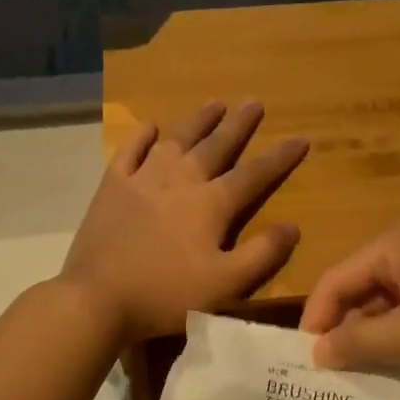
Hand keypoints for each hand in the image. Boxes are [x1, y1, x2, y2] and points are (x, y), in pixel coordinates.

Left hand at [62, 101, 307, 342]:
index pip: (254, 174)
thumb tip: (292, 226)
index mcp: (211, 204)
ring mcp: (143, 179)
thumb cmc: (166, 294)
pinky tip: (150, 128)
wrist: (98, 297)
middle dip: (239, 125)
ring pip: (177, 140)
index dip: (280, 157)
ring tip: (215, 103)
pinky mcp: (112, 186)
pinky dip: (141, 137)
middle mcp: (181, 180)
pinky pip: (130, 151)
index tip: (301, 138)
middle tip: (254, 102)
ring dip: (198, 120)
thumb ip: (262, 254)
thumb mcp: (226, 284)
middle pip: (216, 146)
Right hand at [299, 223, 399, 369]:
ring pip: (389, 300)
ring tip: (367, 371)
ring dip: (376, 333)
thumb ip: (359, 343)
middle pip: (360, 287)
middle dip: (346, 328)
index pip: (334, 280)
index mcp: (393, 244)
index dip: (316, 320)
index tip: (307, 362)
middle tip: (335, 372)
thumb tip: (317, 351)